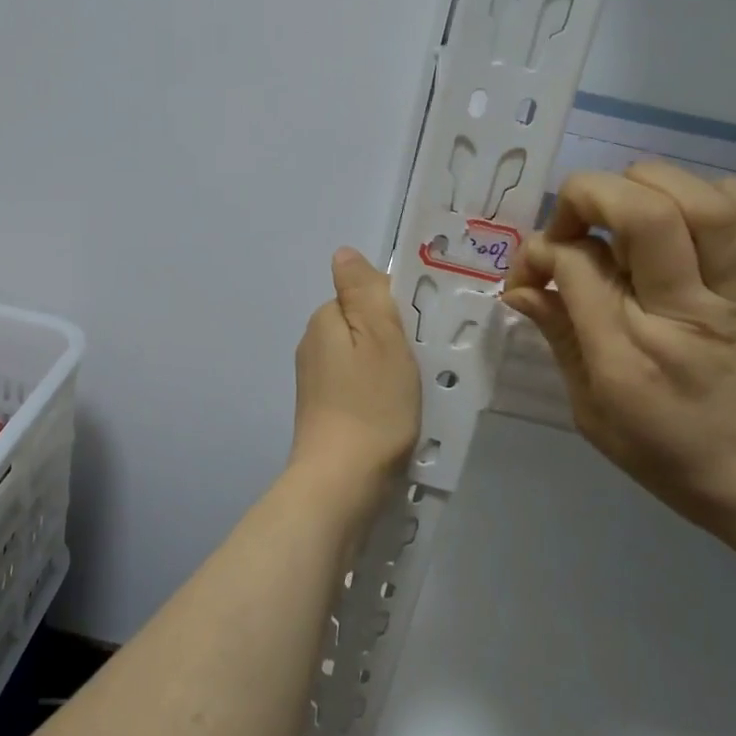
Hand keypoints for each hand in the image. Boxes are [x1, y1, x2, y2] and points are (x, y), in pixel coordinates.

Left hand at [290, 249, 420, 496]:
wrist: (342, 481)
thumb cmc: (371, 404)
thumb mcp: (379, 336)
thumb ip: (363, 290)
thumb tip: (343, 253)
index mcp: (324, 320)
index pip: (364, 294)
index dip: (396, 309)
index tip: (419, 334)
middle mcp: (313, 345)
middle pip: (362, 327)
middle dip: (393, 340)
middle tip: (422, 365)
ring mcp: (315, 382)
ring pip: (361, 359)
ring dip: (388, 369)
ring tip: (413, 393)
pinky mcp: (323, 412)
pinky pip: (357, 388)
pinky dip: (377, 394)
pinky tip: (394, 415)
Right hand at [502, 161, 735, 547]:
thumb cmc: (668, 455)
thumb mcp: (591, 411)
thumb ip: (559, 337)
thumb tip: (521, 287)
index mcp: (628, 355)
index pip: (575, 264)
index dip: (539, 252)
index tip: (530, 274)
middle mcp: (683, 313)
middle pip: (643, 215)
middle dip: (589, 195)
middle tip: (571, 222)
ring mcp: (733, 297)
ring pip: (703, 205)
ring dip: (649, 184)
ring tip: (622, 204)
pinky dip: (723, 197)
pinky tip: (688, 210)